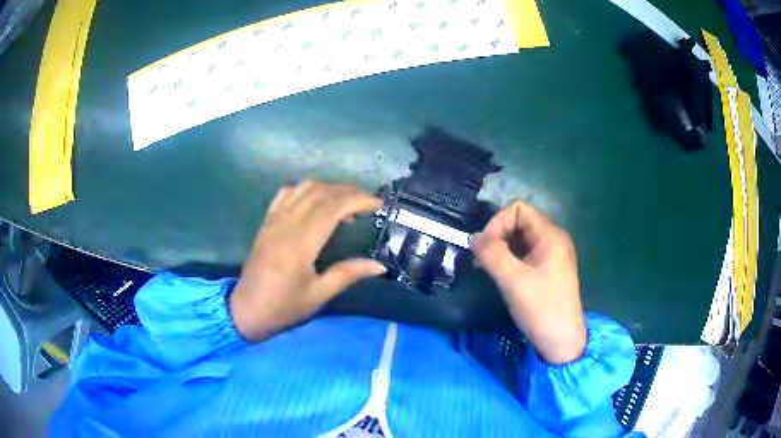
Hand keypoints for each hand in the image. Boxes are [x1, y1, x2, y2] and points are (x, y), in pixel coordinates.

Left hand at [229, 181, 386, 341]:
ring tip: (346, 201)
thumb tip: (379, 266)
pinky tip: (315, 201)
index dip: (358, 200)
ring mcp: (274, 220)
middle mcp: (287, 224)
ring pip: (304, 188)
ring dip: (329, 188)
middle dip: (349, 191)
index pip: (334, 207)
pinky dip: (305, 190)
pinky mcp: (266, 222)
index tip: (379, 204)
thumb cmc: (283, 307)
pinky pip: (285, 194)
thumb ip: (348, 274)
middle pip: (321, 193)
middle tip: (369, 202)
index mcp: (301, 242)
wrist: (246, 310)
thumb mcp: (318, 295)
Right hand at [472, 201, 585, 363]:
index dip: (498, 222)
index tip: (485, 248)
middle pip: (519, 222)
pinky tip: (501, 276)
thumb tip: (474, 237)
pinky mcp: (548, 270)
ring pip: (521, 239)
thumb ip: (492, 254)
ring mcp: (552, 255)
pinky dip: (510, 260)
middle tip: (483, 260)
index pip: (519, 209)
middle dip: (498, 236)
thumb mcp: (513, 281)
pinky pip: (526, 254)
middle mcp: (554, 239)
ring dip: (502, 249)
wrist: (561, 341)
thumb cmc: (541, 309)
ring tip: (488, 269)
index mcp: (550, 235)